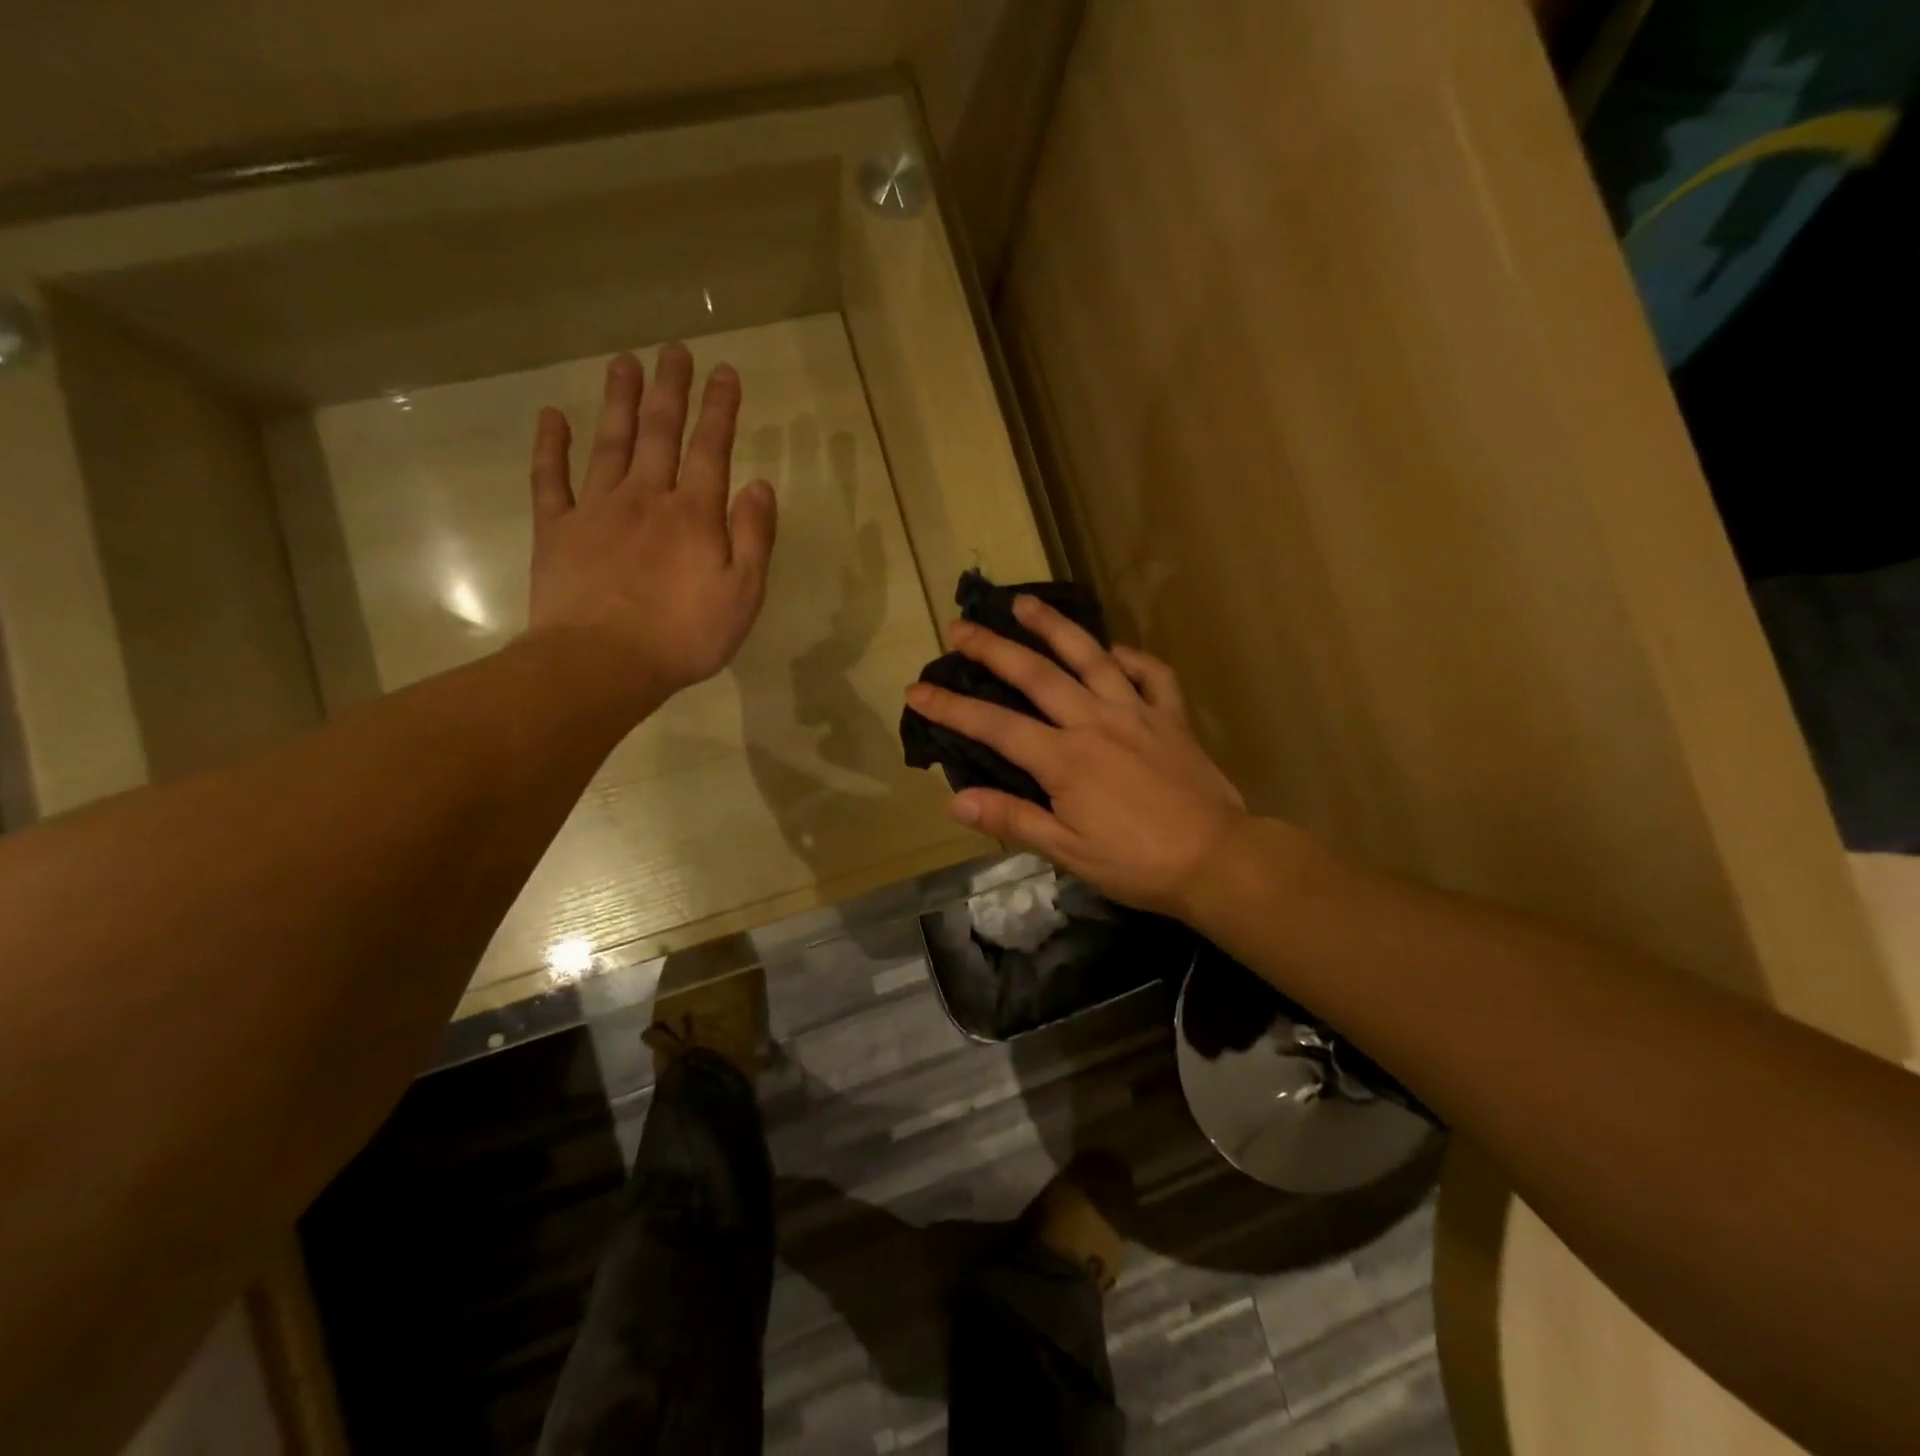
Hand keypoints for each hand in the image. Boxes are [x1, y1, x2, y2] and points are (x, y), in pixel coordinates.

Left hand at [527, 345, 777, 705]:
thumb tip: (761, 485)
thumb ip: (754, 537)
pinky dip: (551, 446)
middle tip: (673, 351)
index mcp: (694, 514)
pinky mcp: (557, 530)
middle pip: (659, 432)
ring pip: (609, 442)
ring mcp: (596, 509)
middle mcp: (646, 497)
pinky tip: (553, 417)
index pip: (712, 448)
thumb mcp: (743, 595)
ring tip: (624, 362)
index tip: (725, 371)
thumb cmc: (684, 636)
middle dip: (670, 389)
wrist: (603, 663)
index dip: (720, 408)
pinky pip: (551, 478)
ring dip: (618, 400)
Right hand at [903, 596, 1249, 915]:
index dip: (951, 708)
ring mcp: (1137, 712)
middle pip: (1037, 674)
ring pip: (1091, 657)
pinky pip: (1151, 674)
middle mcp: (1095, 722)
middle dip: (993, 649)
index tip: (917, 690)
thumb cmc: (1137, 863)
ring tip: (1025, 603)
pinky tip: (1114, 651)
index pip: (995, 726)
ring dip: (1054, 627)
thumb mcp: (1068, 851)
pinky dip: (1131, 657)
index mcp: (1065, 759)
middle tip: (961, 627)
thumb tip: (955, 800)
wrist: (1217, 859)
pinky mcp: (1171, 717)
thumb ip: (1012, 820)